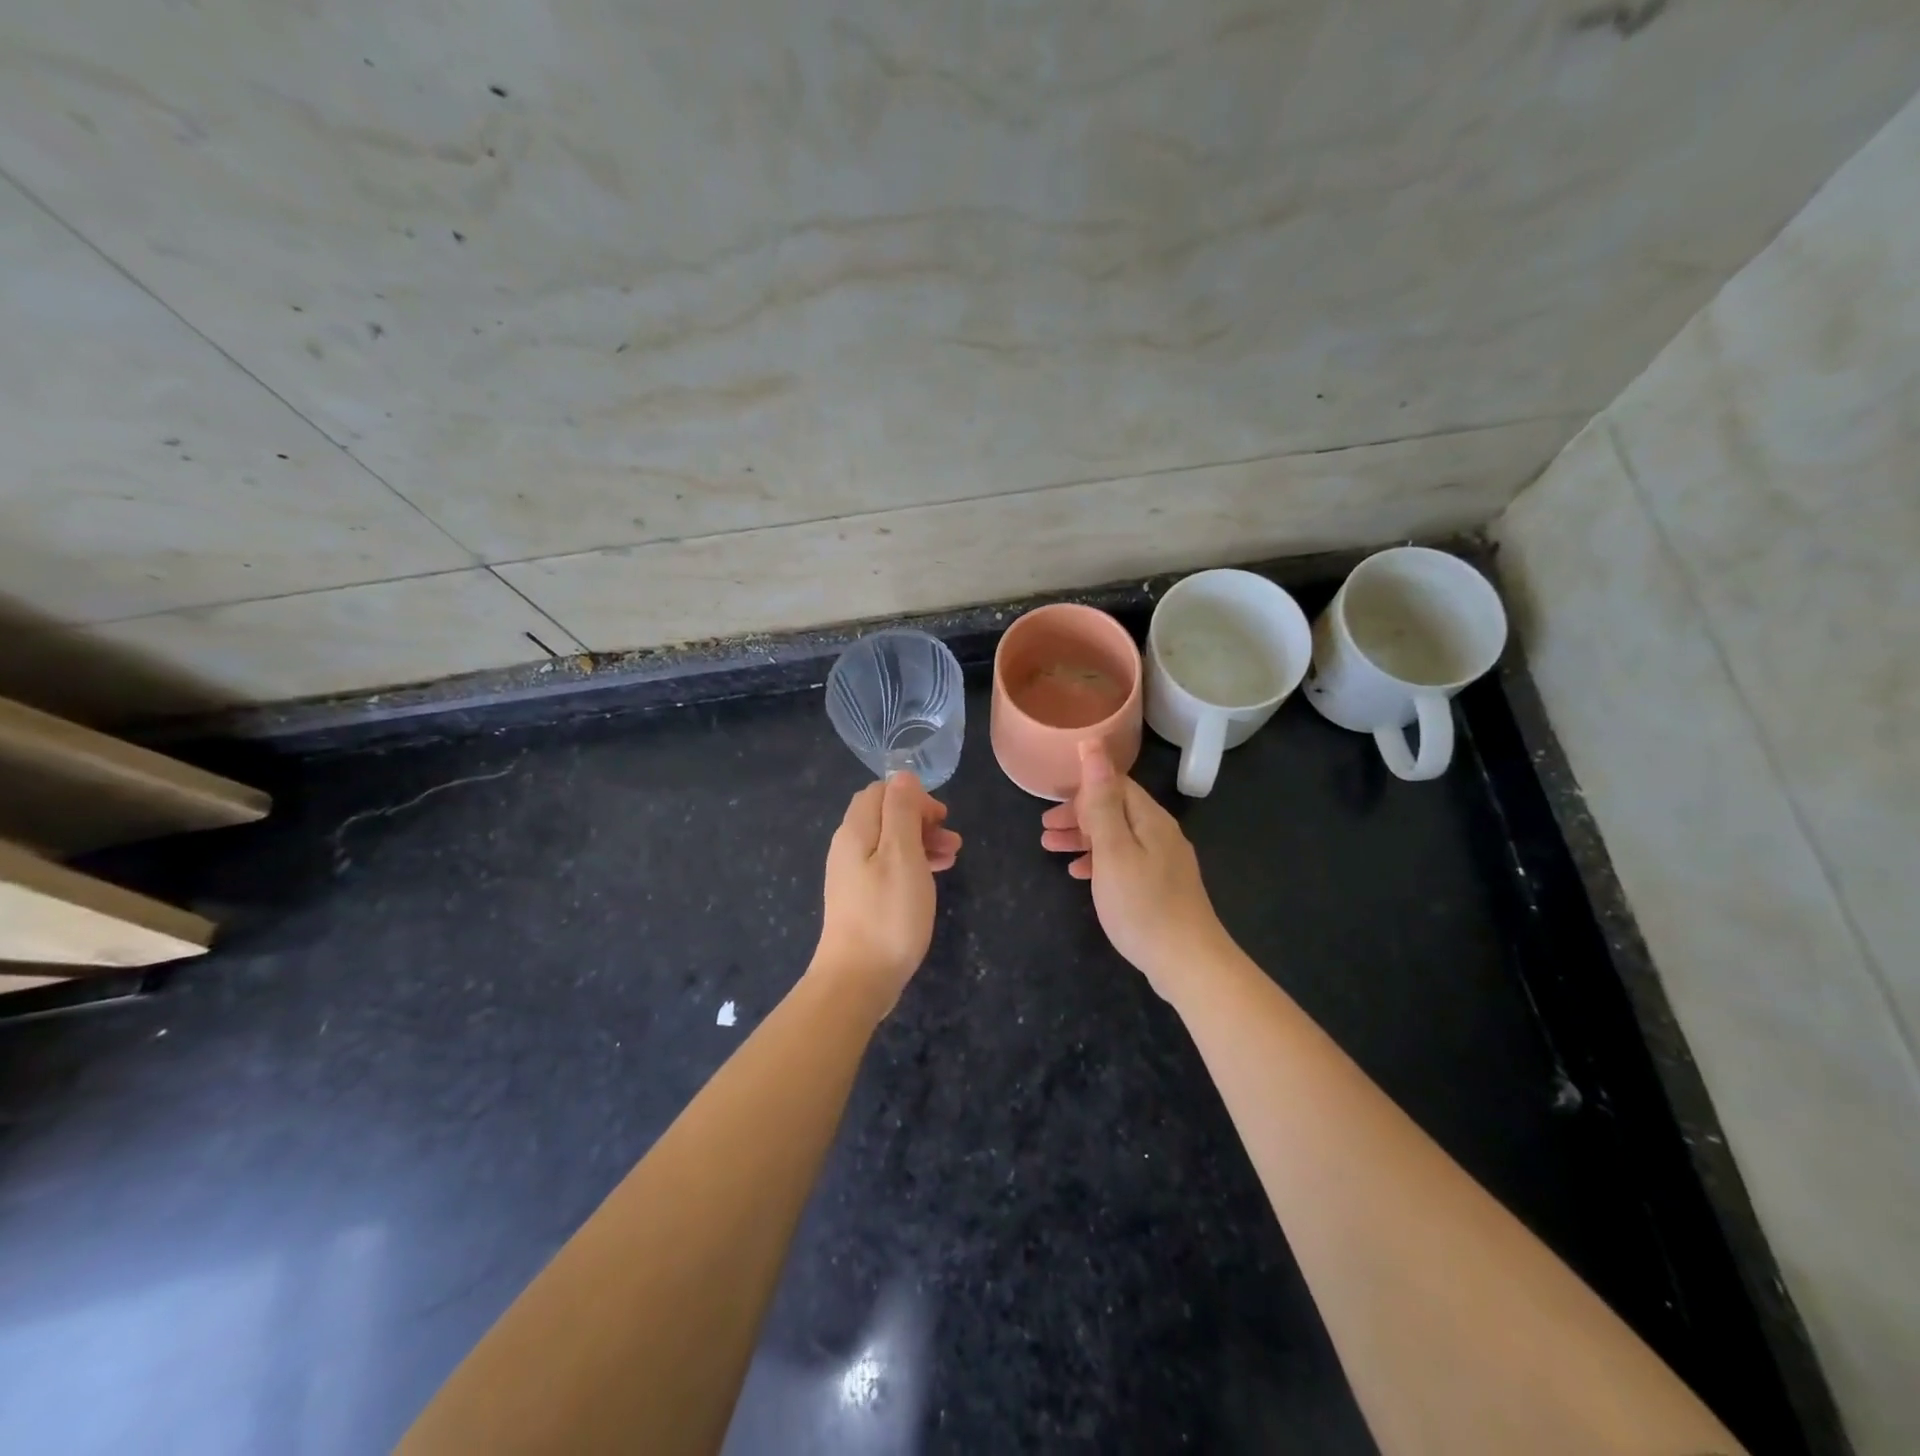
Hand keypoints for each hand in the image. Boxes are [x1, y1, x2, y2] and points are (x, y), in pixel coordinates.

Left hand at [813, 773, 961, 1016]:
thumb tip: (903, 776)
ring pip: (890, 842)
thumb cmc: (888, 914)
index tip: (940, 818)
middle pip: (886, 816)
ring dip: (922, 842)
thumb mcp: (902, 855)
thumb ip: (902, 811)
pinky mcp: (861, 898)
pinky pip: (888, 867)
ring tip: (952, 858)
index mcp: (856, 830)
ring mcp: (852, 874)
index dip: (913, 797)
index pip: (881, 791)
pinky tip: (933, 878)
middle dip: (921, 819)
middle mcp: (848, 846)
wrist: (858, 979)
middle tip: (951, 839)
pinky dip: (913, 864)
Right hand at [1041, 740, 1232, 1000]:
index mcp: (1150, 819)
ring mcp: (1164, 862)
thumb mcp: (1113, 849)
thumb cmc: (1142, 904)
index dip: (1082, 788)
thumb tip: (1093, 745)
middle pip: (1116, 810)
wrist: (1188, 963)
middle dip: (1078, 815)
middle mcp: (1161, 834)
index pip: (1115, 785)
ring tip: (1050, 848)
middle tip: (1045, 829)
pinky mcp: (1162, 887)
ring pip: (1118, 837)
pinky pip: (1125, 861)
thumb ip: (1101, 800)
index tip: (1050, 801)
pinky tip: (1080, 874)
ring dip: (1084, 838)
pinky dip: (1099, 861)